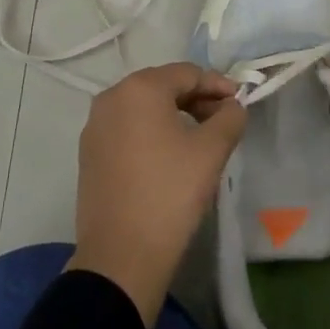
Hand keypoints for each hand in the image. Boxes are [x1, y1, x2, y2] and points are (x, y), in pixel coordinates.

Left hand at [68, 62, 247, 323]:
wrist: (121, 254)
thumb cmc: (170, 193)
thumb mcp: (211, 151)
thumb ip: (229, 118)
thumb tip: (233, 106)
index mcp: (138, 89)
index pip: (187, 73)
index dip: (218, 85)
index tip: (240, 102)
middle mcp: (110, 98)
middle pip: (162, 86)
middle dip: (196, 98)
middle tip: (223, 119)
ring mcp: (95, 126)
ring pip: (143, 108)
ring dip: (174, 114)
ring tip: (201, 137)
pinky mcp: (89, 153)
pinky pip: (127, 129)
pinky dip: (152, 132)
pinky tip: (170, 154)